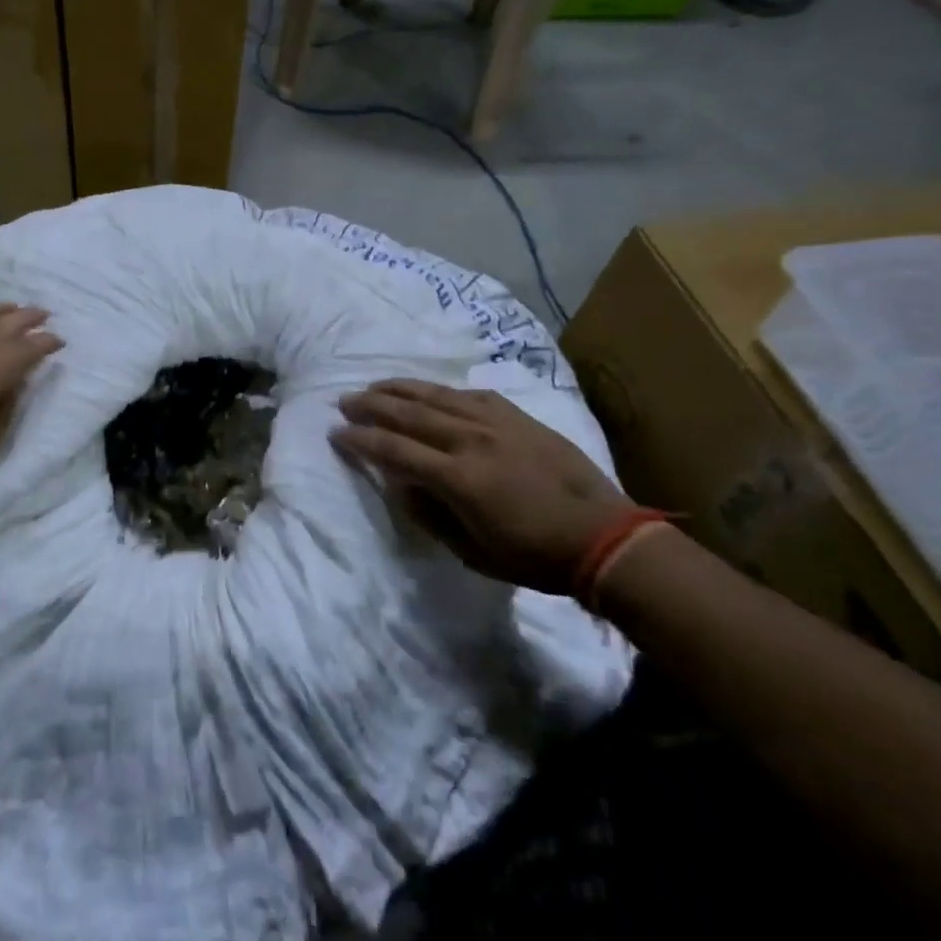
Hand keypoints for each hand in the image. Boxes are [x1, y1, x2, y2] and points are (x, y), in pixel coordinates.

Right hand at [331, 379, 635, 593]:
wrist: (604, 536)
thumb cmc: (533, 555)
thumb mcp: (472, 552)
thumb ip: (430, 515)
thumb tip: (401, 484)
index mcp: (457, 477)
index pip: (393, 449)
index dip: (360, 440)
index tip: (336, 434)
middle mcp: (470, 439)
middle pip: (409, 413)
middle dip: (371, 405)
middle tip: (345, 401)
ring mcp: (496, 422)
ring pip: (436, 395)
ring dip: (400, 389)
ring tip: (375, 386)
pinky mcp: (517, 416)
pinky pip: (470, 394)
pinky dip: (441, 391)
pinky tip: (429, 391)